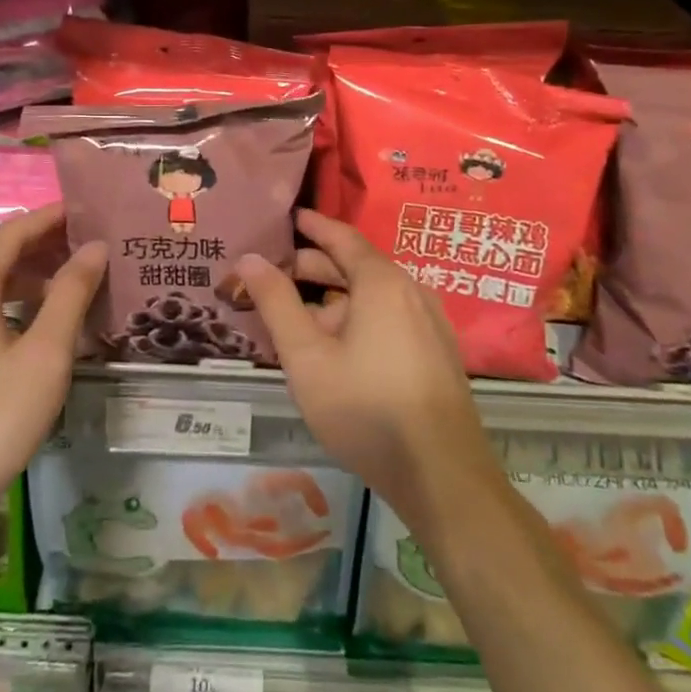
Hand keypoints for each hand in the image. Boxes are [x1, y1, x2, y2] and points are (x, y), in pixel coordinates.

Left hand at [0, 203, 106, 531]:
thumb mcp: (45, 354)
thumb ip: (71, 294)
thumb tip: (96, 247)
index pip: (13, 232)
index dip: (51, 217)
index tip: (90, 210)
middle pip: (0, 252)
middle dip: (44, 242)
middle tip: (91, 242)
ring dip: (33, 273)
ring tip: (77, 278)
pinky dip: (18, 301)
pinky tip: (45, 321)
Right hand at [236, 210, 501, 530]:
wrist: (442, 474)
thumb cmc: (366, 408)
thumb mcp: (307, 356)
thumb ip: (276, 303)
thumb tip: (249, 258)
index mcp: (382, 282)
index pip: (342, 237)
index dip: (313, 226)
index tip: (290, 216)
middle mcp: (411, 291)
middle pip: (357, 266)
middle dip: (315, 267)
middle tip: (276, 274)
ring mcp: (430, 322)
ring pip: (373, 296)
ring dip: (334, 298)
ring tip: (298, 315)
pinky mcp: (437, 352)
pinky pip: (390, 317)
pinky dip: (358, 317)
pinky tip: (337, 347)